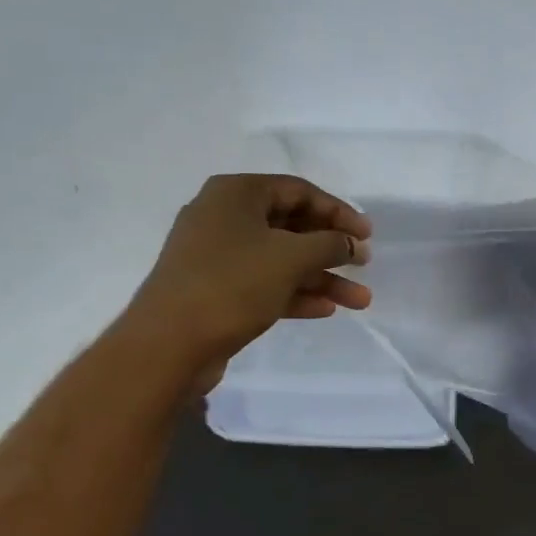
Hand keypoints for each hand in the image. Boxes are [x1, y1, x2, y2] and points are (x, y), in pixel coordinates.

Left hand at [128, 174, 372, 379]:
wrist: (168, 344)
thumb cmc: (232, 284)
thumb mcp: (291, 257)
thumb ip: (329, 244)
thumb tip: (351, 243)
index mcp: (236, 194)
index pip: (298, 191)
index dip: (338, 211)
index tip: (367, 235)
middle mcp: (224, 217)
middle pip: (291, 226)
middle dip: (331, 249)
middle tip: (363, 265)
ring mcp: (217, 256)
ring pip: (280, 260)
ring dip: (320, 278)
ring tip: (359, 301)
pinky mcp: (216, 290)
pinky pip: (264, 283)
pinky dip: (295, 294)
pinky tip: (326, 309)